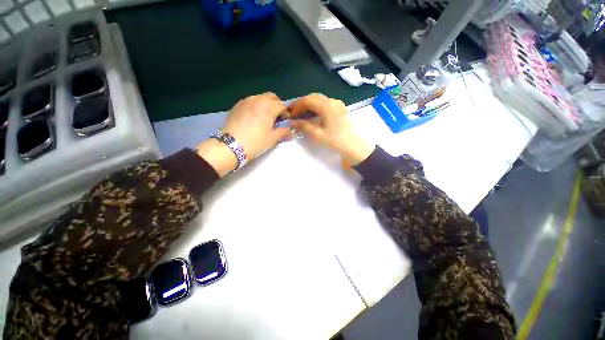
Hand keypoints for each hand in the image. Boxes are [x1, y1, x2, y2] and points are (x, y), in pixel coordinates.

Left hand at [196, 93, 290, 176]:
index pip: (281, 105)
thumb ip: (284, 132)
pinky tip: (253, 118)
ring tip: (264, 118)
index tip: (284, 122)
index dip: (285, 113)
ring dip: (266, 105)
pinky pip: (250, 102)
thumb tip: (291, 132)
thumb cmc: (256, 142)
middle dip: (276, 105)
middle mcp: (257, 99)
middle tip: (276, 118)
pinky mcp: (237, 105)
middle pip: (271, 97)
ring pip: (260, 98)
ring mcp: (246, 101)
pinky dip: (256, 106)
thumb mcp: (273, 139)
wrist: (231, 145)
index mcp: (268, 106)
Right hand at [289, 94, 374, 164]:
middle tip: (293, 113)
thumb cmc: (335, 141)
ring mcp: (337, 104)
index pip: (308, 100)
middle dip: (302, 104)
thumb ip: (304, 126)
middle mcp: (333, 101)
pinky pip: (325, 105)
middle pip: (313, 98)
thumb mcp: (317, 135)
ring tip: (300, 115)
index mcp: (327, 106)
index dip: (297, 105)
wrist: (353, 147)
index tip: (290, 113)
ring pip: (319, 101)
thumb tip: (292, 122)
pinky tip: (312, 116)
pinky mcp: (339, 109)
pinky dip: (316, 108)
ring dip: (309, 106)